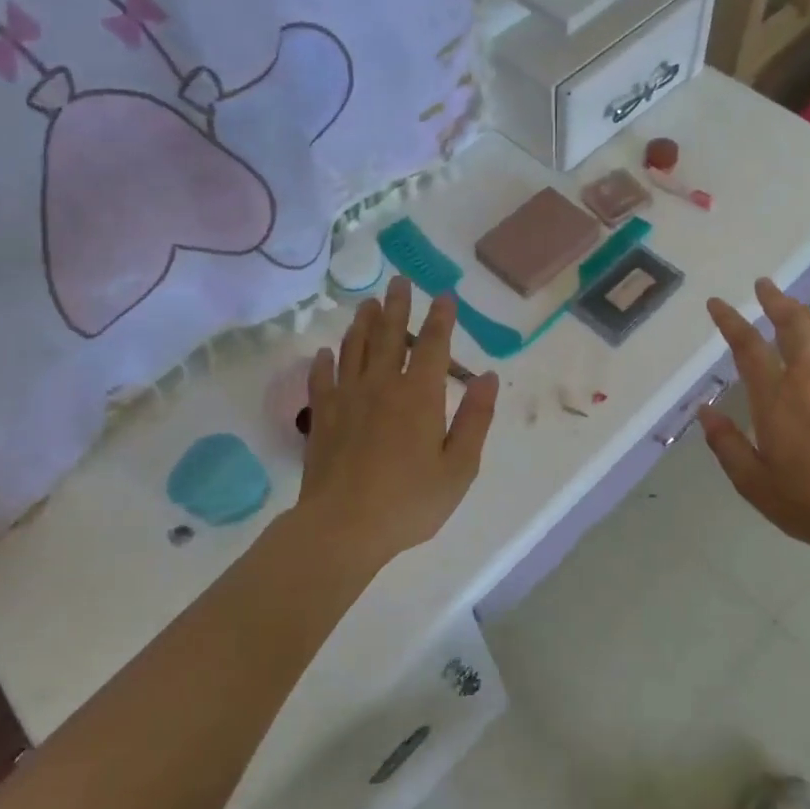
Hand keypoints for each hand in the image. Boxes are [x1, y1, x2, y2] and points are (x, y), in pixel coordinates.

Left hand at [290, 278, 498, 575]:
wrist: (343, 527)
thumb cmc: (410, 501)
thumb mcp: (459, 467)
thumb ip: (475, 418)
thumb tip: (488, 376)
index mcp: (420, 395)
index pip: (434, 345)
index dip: (441, 319)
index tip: (445, 296)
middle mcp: (382, 385)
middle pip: (390, 335)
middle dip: (398, 306)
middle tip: (400, 281)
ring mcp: (347, 398)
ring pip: (355, 348)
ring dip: (363, 323)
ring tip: (368, 304)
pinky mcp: (321, 417)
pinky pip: (322, 379)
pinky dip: (325, 362)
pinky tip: (325, 352)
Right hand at [698, 277, 809, 560]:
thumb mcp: (753, 482)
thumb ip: (726, 444)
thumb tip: (705, 412)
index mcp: (775, 399)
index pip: (748, 348)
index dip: (730, 322)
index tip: (717, 304)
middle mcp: (808, 380)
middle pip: (792, 326)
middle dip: (775, 300)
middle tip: (763, 284)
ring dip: (804, 313)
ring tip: (791, 304)